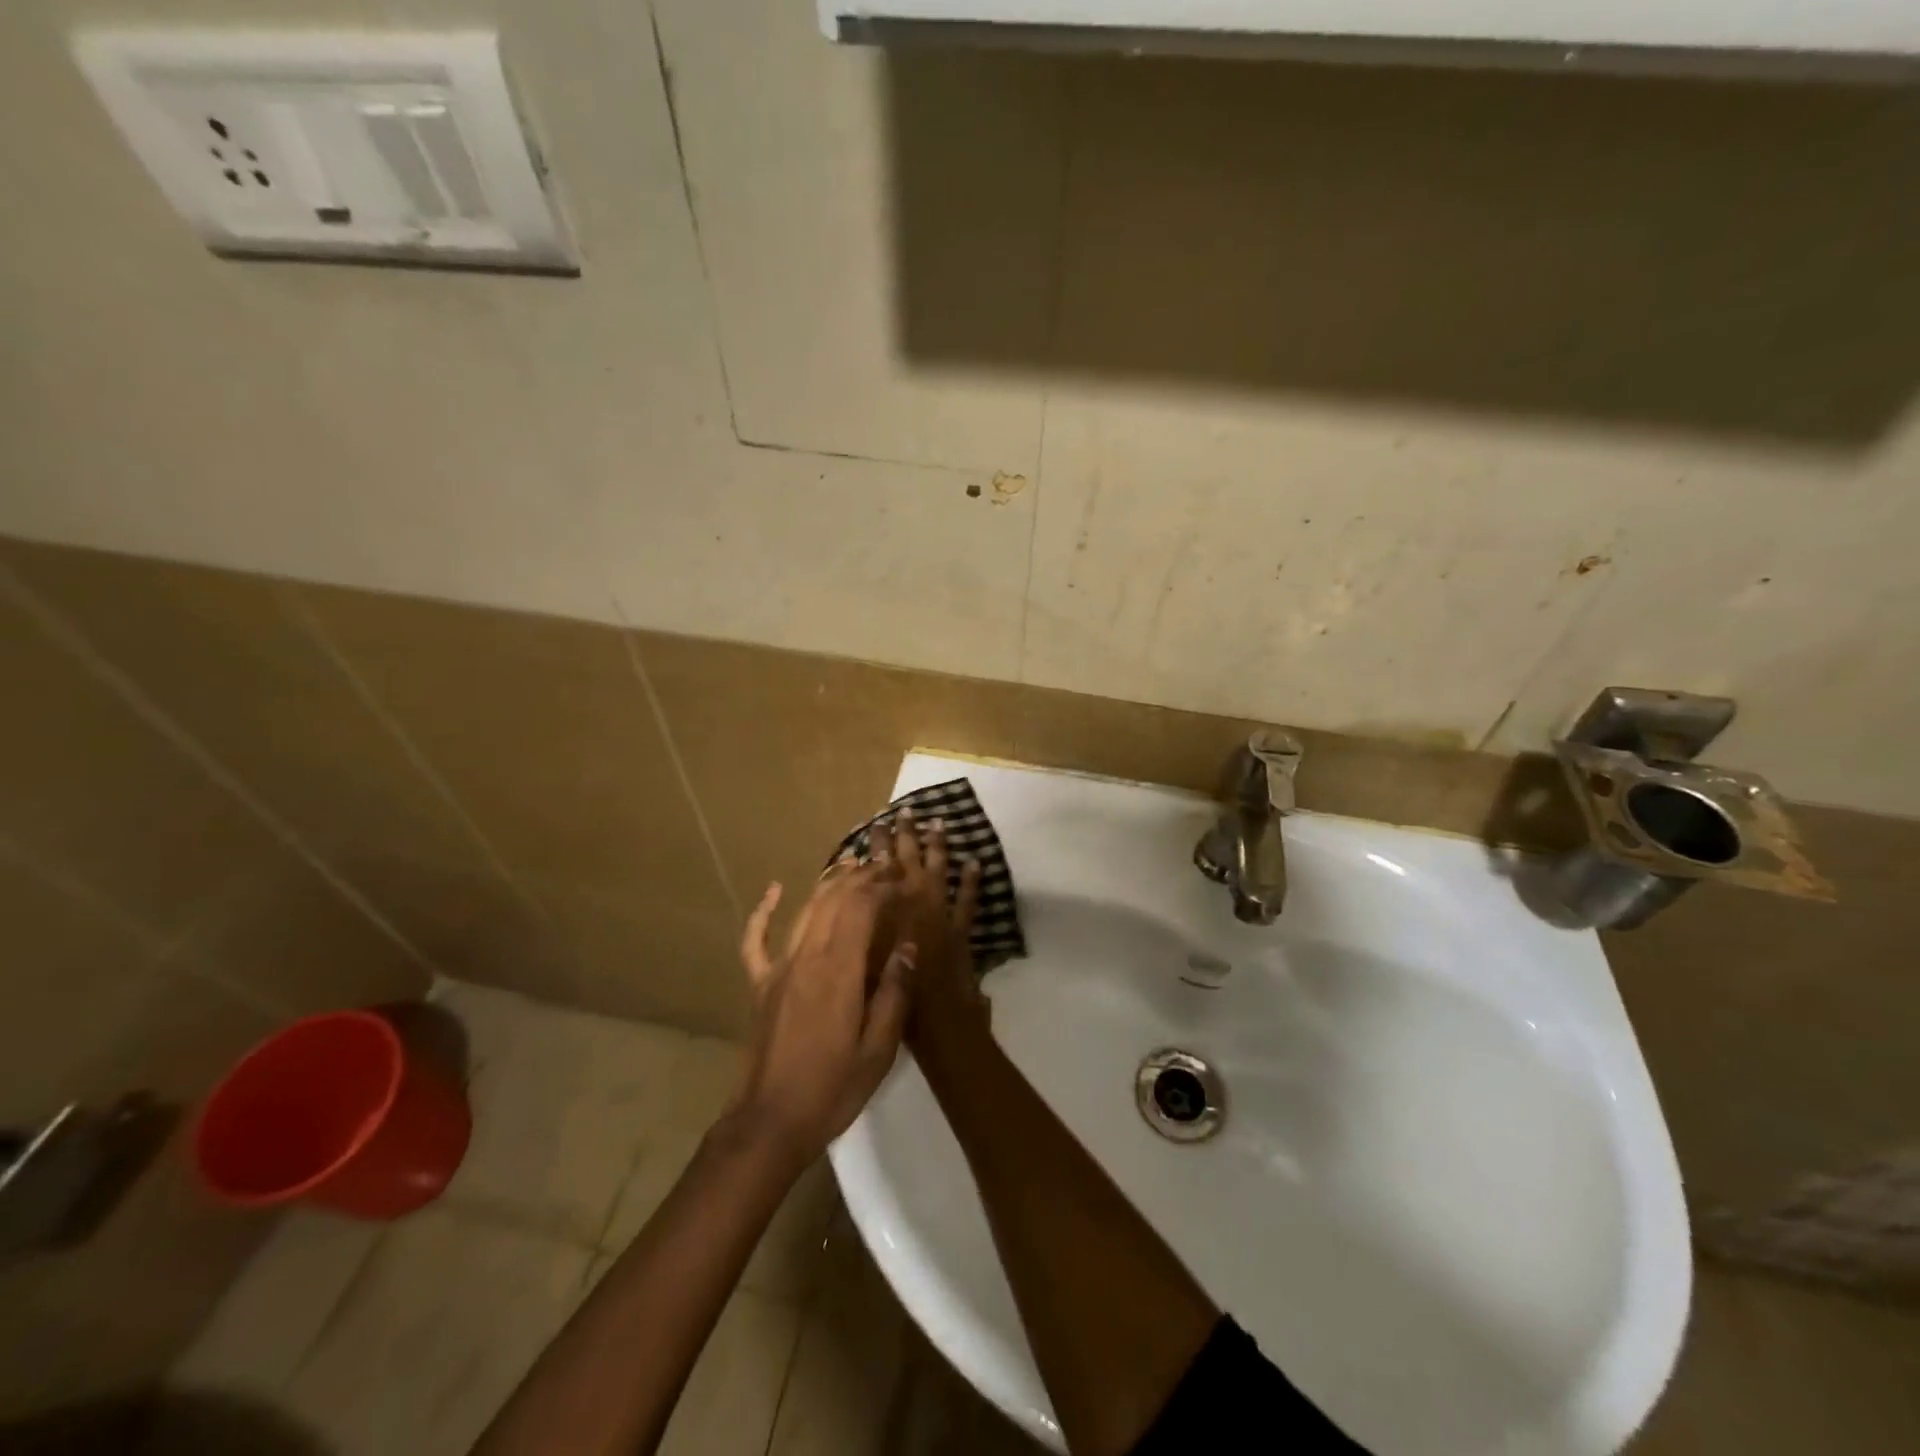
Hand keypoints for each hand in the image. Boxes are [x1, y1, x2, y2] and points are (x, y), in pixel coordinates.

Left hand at [728, 862, 911, 1164]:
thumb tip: (909, 948)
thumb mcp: (879, 1049)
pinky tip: (774, 890)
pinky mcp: (760, 984)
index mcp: (838, 971)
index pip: (861, 908)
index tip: (904, 879)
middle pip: (833, 900)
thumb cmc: (832, 1089)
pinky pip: (756, 940)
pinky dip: (764, 911)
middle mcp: (806, 957)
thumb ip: (894, 993)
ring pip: (804, 910)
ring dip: (829, 883)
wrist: (770, 1123)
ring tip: (852, 864)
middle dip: (861, 876)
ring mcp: (778, 968)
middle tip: (885, 865)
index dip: (883, 886)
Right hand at [883, 811, 986, 1058]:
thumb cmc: (892, 994)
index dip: (878, 846)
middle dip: (905, 834)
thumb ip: (859, 931)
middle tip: (905, 810)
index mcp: (886, 909)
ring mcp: (940, 913)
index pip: (879, 869)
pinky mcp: (961, 928)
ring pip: (939, 870)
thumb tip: (853, 906)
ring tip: (938, 822)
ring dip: (938, 845)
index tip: (876, 824)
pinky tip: (975, 860)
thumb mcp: (863, 960)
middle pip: (908, 860)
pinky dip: (972, 880)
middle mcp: (912, 903)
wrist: (936, 1020)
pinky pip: (967, 898)